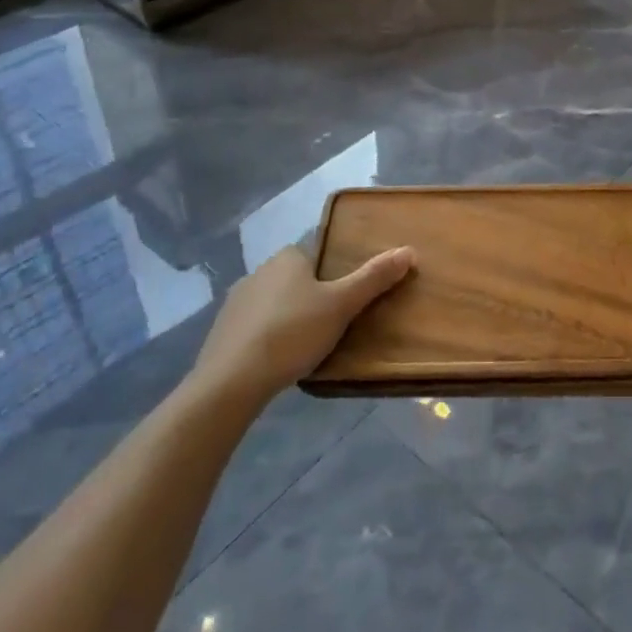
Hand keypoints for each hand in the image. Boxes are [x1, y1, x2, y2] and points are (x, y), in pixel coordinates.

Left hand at [188, 244, 413, 407]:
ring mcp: (235, 302)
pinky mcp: (221, 332)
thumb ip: (374, 278)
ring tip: (306, 346)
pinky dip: (267, 338)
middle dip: (311, 297)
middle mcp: (259, 271)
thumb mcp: (342, 305)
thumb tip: (409, 250)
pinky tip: (277, 360)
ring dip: (288, 318)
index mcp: (288, 258)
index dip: (332, 275)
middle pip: (295, 279)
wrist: (231, 381)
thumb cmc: (293, 333)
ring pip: (273, 303)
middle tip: (332, 325)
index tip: (344, 300)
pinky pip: (254, 327)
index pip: (316, 256)